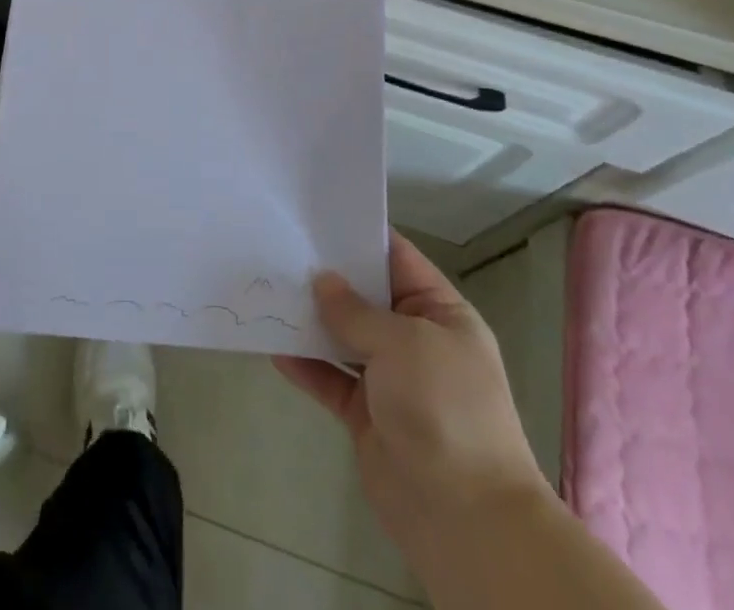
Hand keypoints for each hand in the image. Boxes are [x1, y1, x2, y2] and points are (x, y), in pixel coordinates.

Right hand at [275, 231, 548, 558]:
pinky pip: (330, 378)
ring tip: (268, 290)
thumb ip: (357, 311)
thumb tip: (322, 281)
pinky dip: (306, 364)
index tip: (316, 214)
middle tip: (279, 246)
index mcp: (439, 312)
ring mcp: (391, 379)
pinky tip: (274, 347)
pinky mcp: (367, 415)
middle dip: (327, 276)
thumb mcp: (404, 343)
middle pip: (365, 296)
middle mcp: (415, 340)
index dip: (360, 234)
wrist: (466, 519)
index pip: (397, 258)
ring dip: (311, 319)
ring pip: (343, 336)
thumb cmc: (445, 409)